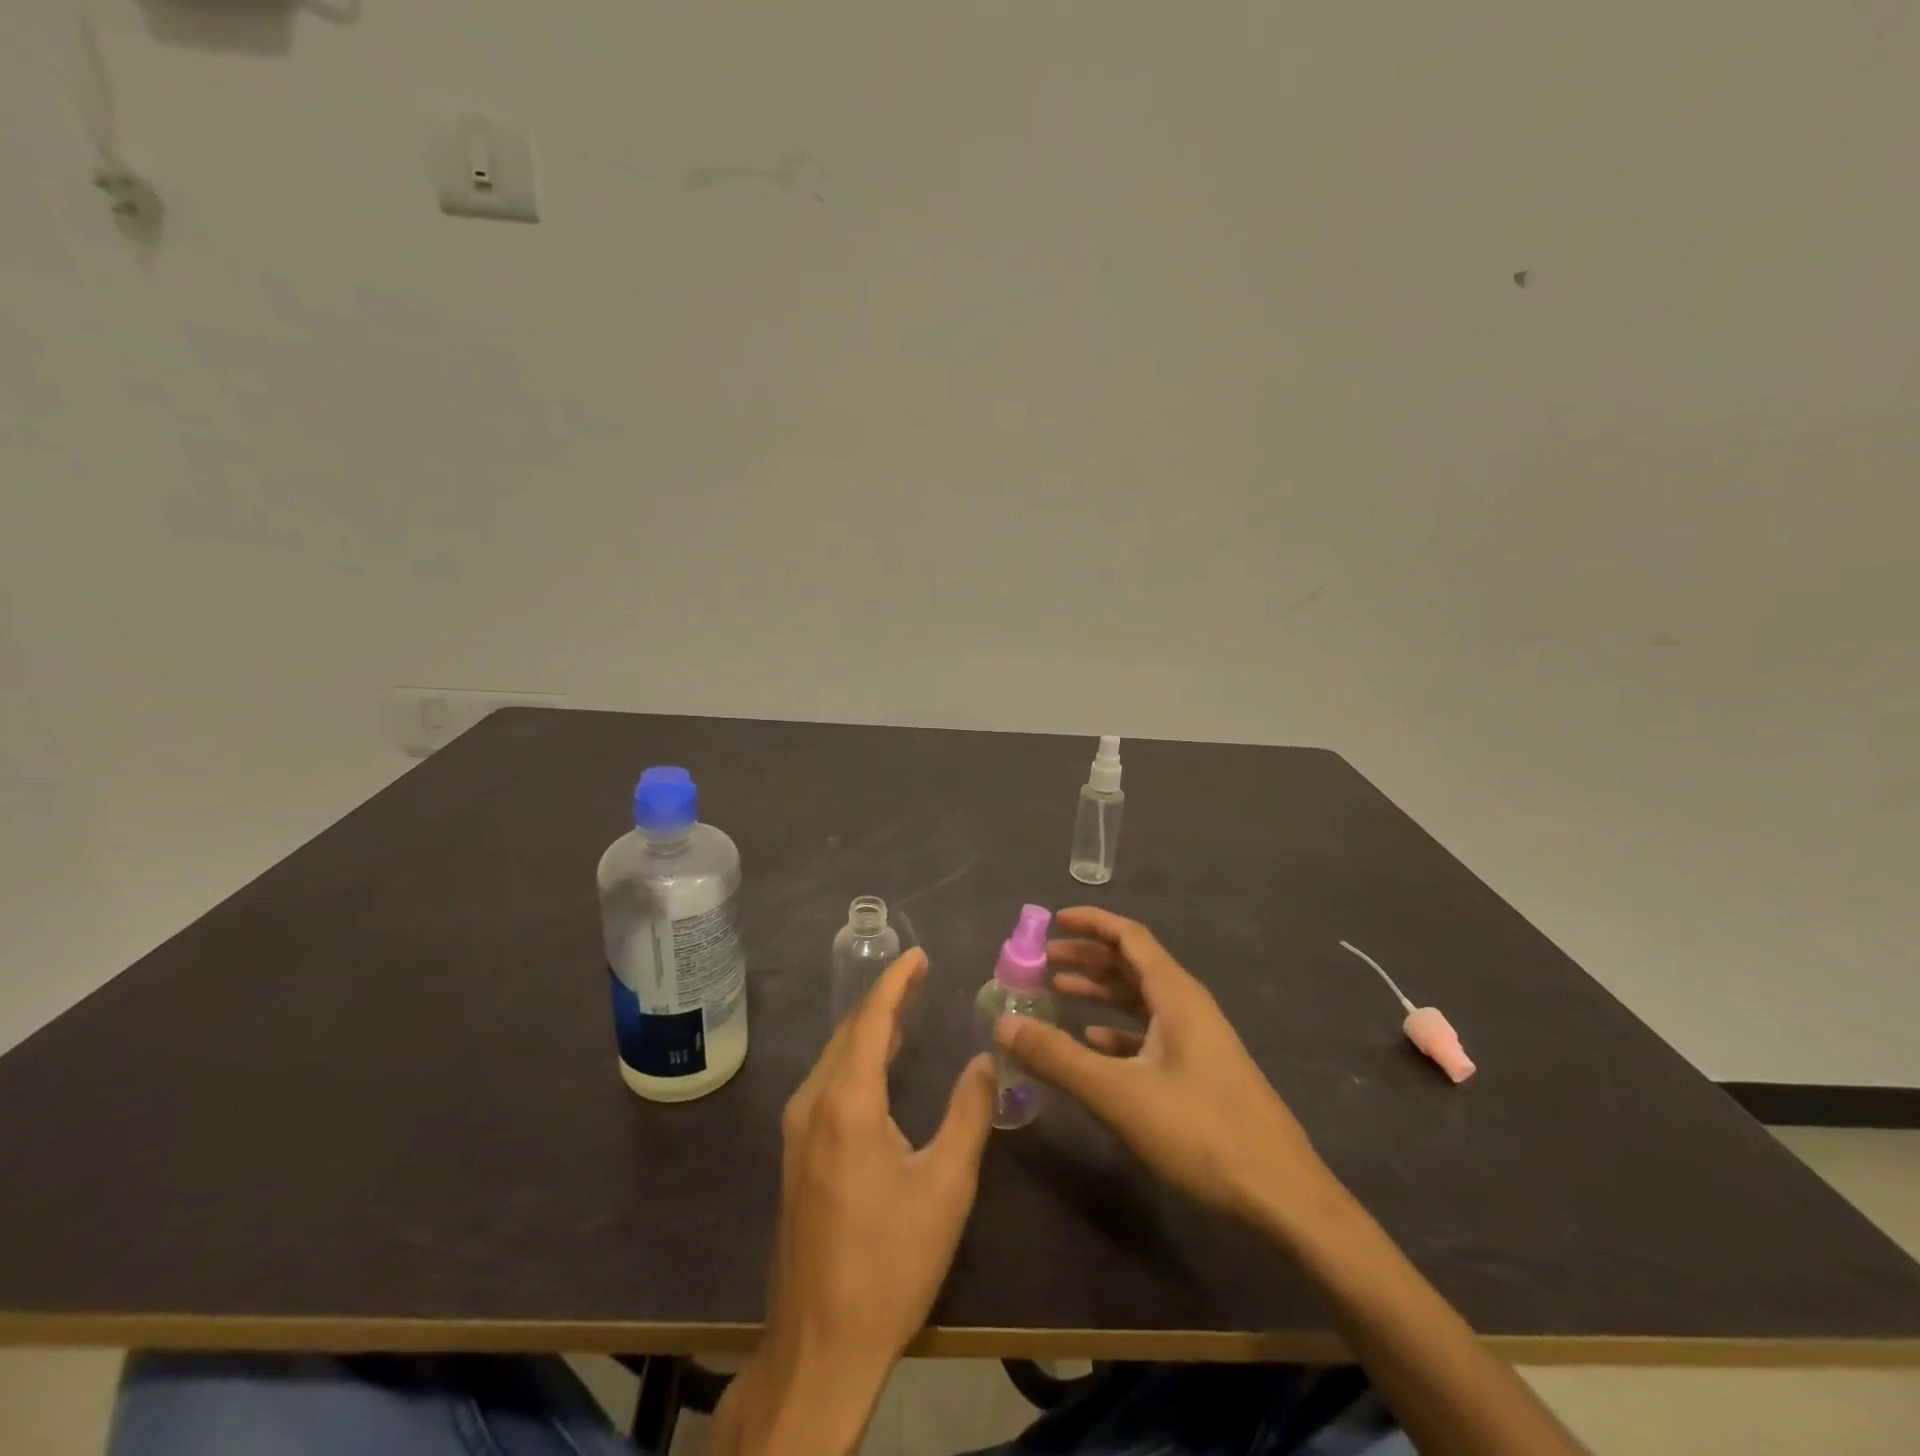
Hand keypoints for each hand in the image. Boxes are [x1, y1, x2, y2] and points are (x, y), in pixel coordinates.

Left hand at [720, 949, 995, 1455]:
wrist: (820, 1346)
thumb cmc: (890, 1263)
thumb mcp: (946, 1186)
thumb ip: (969, 1113)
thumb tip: (984, 1059)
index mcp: (847, 1102)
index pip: (871, 1020)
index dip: (896, 982)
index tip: (918, 955)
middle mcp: (813, 1103)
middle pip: (849, 1032)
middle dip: (884, 999)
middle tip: (920, 976)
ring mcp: (797, 1130)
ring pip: (834, 1057)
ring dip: (869, 1028)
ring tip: (906, 1009)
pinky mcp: (796, 1154)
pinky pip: (827, 1082)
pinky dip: (856, 1058)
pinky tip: (878, 1064)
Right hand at [995, 906, 1331, 1229]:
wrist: (1281, 1194)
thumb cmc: (1200, 1131)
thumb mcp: (1118, 1093)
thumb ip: (1058, 1057)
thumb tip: (1003, 1025)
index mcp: (1175, 994)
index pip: (1129, 937)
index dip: (1091, 922)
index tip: (1053, 920)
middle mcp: (1187, 1005)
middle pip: (1132, 964)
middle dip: (1087, 957)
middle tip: (1042, 961)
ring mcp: (1197, 1039)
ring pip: (1140, 999)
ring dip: (1099, 991)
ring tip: (1057, 994)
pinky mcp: (1199, 1069)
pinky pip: (1150, 1031)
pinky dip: (1117, 1028)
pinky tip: (1093, 1042)